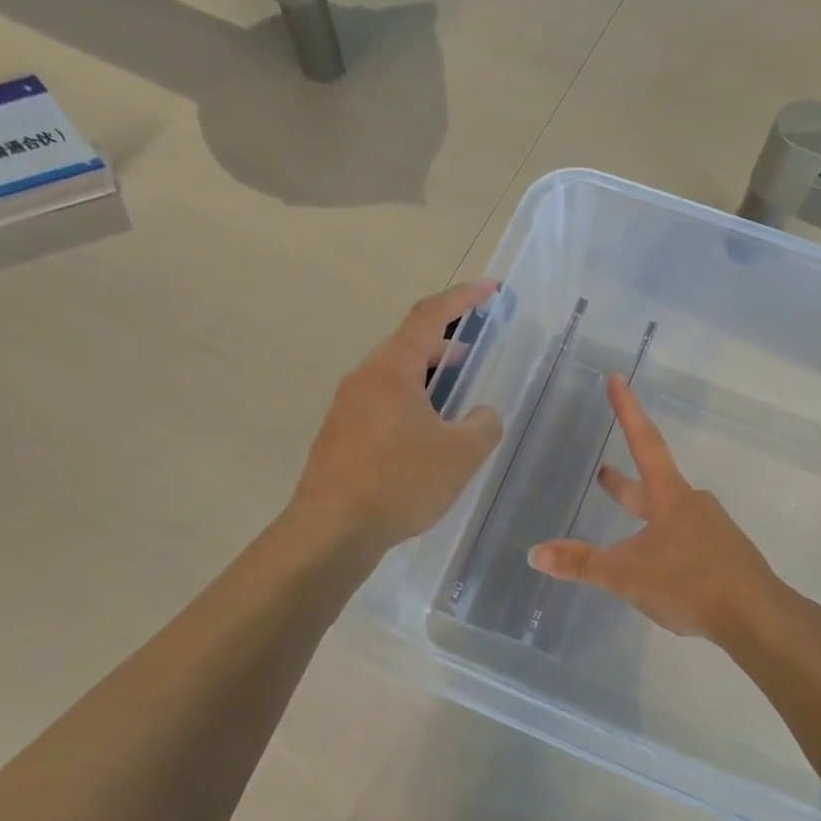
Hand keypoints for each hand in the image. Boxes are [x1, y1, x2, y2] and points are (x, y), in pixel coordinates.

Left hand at [289, 281, 504, 554]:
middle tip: (475, 357)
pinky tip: (424, 440)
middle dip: (446, 346)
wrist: (331, 531)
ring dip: (427, 380)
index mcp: (391, 369)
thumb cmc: (400, 482)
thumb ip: (483, 425)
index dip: (462, 298)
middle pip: (408, 346)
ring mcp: (346, 408)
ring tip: (454, 403)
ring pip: (393, 379)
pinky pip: (381, 406)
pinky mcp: (339, 437)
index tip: (490, 289)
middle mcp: (364, 379)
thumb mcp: (460, 454)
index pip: (429, 316)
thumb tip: (481, 415)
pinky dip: (409, 406)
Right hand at [528, 375, 781, 642]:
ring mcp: (710, 529)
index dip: (627, 410)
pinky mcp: (721, 554)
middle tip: (602, 471)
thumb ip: (582, 564)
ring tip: (626, 526)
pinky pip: (683, 539)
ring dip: (643, 513)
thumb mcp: (627, 575)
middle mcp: (691, 504)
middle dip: (623, 481)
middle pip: (652, 482)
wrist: (756, 617)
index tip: (617, 378)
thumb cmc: (690, 583)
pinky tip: (657, 565)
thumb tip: (535, 553)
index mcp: (669, 497)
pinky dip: (661, 541)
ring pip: (668, 514)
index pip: (644, 442)